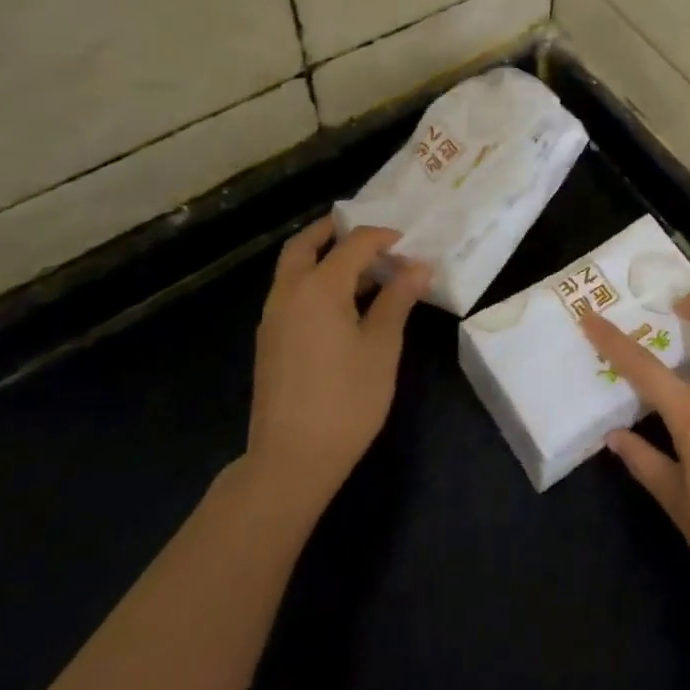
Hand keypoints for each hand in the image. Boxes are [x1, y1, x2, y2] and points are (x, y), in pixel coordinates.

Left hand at [244, 215, 429, 519]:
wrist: (291, 458)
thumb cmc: (346, 399)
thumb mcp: (382, 346)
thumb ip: (398, 299)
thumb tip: (418, 266)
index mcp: (318, 287)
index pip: (353, 244)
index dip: (383, 238)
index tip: (409, 242)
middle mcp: (289, 292)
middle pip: (305, 244)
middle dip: (334, 231)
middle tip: (369, 234)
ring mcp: (273, 317)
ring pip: (294, 269)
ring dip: (324, 257)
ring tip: (366, 269)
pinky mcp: (270, 340)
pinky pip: (292, 292)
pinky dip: (315, 282)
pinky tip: (345, 304)